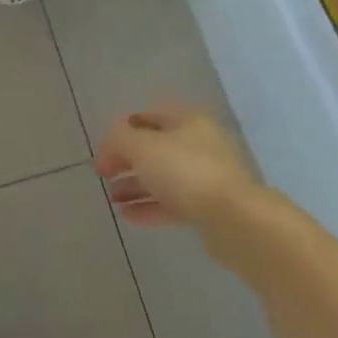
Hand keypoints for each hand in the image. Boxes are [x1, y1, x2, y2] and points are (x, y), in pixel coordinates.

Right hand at [94, 106, 258, 229]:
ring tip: (112, 198)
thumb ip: (118, 141)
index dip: (119, 131)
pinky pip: (172, 202)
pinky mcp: (209, 207)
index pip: (146, 117)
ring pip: (162, 176)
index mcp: (187, 120)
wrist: (236, 220)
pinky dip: (149, 206)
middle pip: (154, 147)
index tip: (101, 152)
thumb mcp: (142, 147)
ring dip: (135, 185)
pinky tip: (127, 216)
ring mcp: (206, 176)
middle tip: (104, 175)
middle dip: (126, 160)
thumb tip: (108, 150)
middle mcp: (198, 143)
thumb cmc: (186, 172)